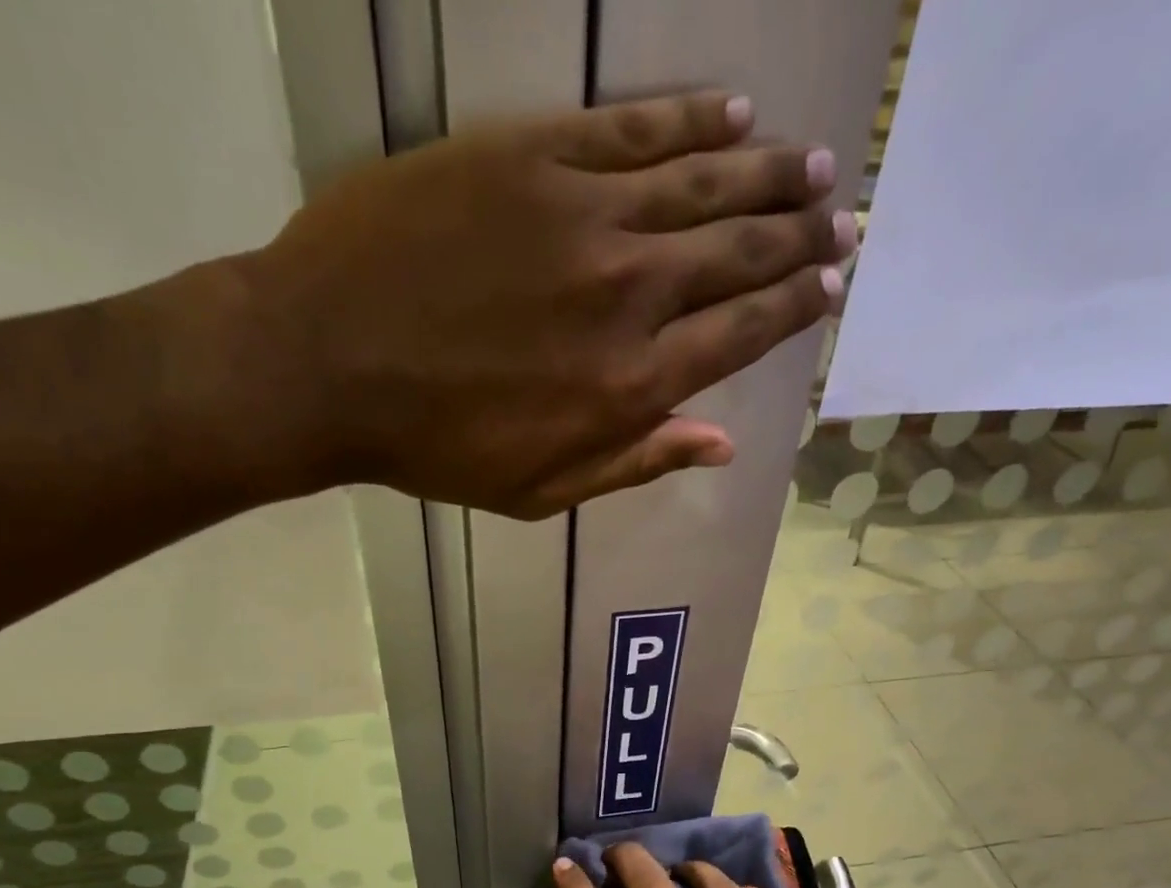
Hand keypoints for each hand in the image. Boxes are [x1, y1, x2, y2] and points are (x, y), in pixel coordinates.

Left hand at [151, 92, 852, 518]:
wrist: (326, 366)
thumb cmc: (436, 448)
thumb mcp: (540, 492)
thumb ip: (635, 463)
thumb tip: (721, 442)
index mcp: (630, 385)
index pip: (741, 334)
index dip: (794, 305)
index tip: (832, 283)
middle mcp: (627, 294)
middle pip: (738, 252)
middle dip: (799, 236)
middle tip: (843, 217)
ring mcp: (582, 215)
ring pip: (703, 180)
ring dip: (767, 171)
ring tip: (810, 164)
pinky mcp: (532, 156)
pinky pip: (633, 127)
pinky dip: (690, 118)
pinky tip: (733, 113)